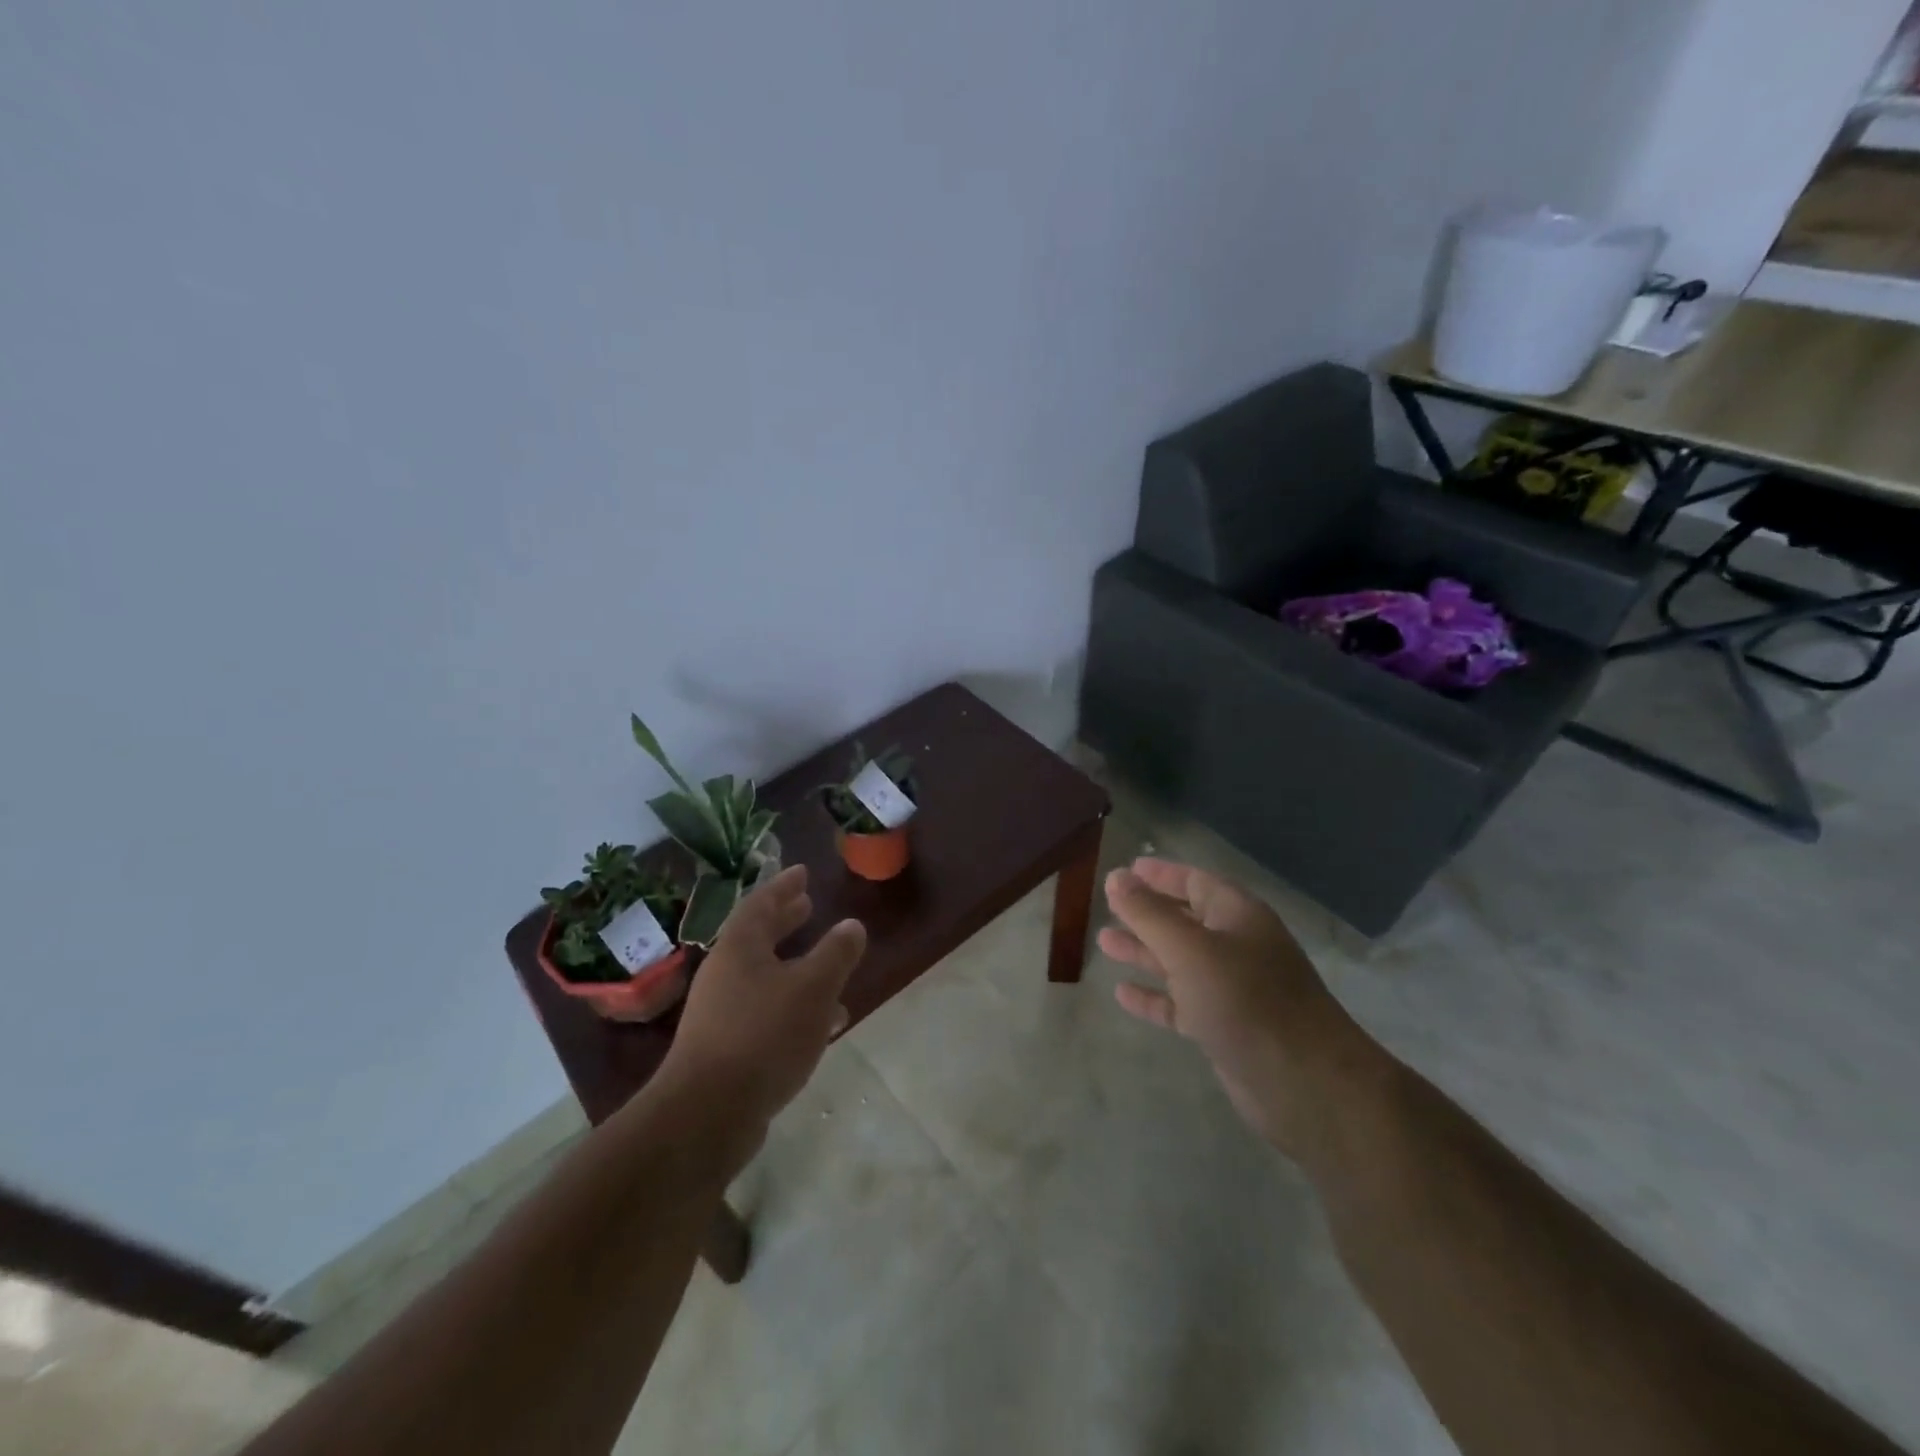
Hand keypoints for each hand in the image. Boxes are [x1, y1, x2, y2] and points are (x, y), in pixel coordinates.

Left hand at [660, 865, 866, 1137]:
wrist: (707, 1114)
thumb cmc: (763, 1036)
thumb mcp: (813, 988)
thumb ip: (836, 954)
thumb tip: (852, 925)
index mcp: (740, 948)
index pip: (762, 903)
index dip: (784, 886)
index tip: (802, 872)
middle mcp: (725, 974)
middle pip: (758, 937)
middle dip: (785, 921)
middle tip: (807, 905)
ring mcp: (722, 1012)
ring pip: (765, 976)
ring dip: (794, 966)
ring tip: (827, 965)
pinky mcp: (726, 1048)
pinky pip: (766, 1011)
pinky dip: (793, 1005)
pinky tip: (822, 1023)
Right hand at [1100, 857, 1376, 1158]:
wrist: (1305, 1085)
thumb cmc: (1246, 1000)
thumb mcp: (1189, 949)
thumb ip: (1148, 913)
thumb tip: (1116, 877)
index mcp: (1238, 916)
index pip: (1195, 882)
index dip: (1160, 875)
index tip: (1125, 870)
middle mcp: (1237, 947)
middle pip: (1185, 920)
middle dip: (1147, 913)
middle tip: (1107, 907)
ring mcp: (1233, 990)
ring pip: (1180, 962)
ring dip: (1144, 951)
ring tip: (1104, 942)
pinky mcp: (1225, 1028)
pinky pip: (1181, 1003)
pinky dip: (1154, 996)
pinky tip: (1122, 994)